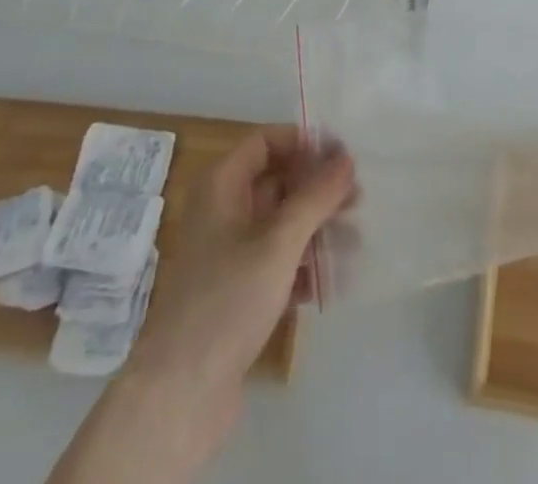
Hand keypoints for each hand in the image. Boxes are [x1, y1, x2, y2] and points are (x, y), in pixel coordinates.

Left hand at [123, 126, 354, 440]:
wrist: (179, 395)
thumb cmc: (227, 300)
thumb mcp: (278, 242)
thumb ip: (315, 197)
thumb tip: (345, 158)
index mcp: (221, 185)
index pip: (266, 141)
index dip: (304, 142)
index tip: (343, 155)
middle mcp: (222, 211)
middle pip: (276, 181)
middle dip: (316, 188)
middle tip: (358, 198)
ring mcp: (227, 254)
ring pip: (279, 224)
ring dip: (315, 227)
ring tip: (355, 240)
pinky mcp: (235, 293)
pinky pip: (275, 262)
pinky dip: (302, 265)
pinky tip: (331, 281)